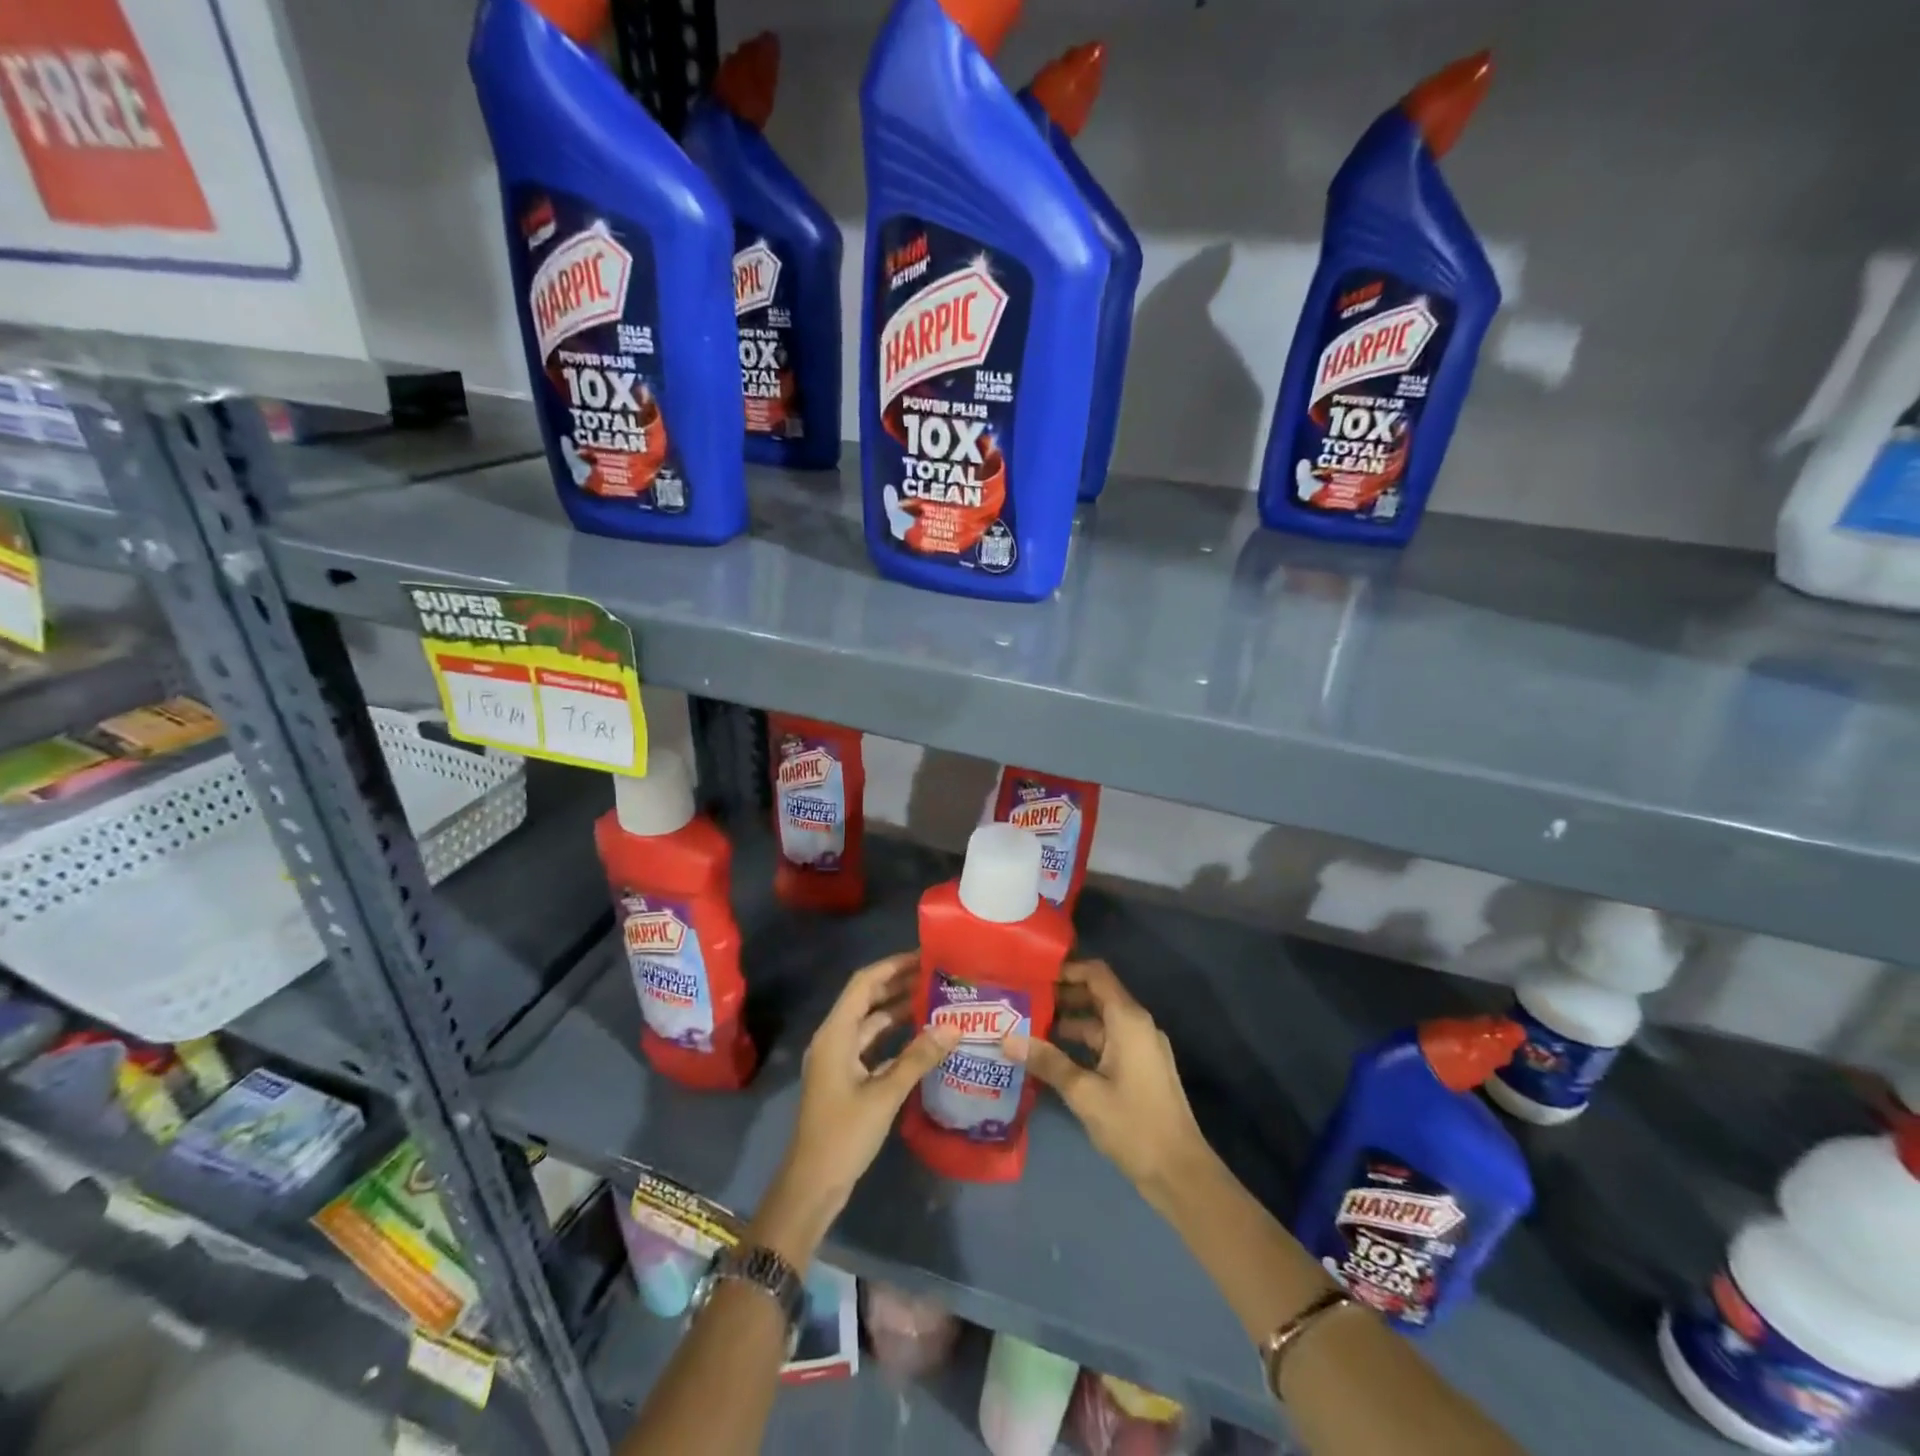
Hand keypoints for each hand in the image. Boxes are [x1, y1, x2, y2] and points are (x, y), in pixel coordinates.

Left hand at [755, 952, 957, 1264]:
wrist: (812, 1185)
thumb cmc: (843, 1134)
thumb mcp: (884, 1094)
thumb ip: (918, 1058)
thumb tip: (953, 1026)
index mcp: (835, 1033)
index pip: (864, 984)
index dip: (892, 966)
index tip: (924, 956)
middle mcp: (835, 1038)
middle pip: (867, 999)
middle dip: (899, 984)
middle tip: (937, 975)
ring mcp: (839, 1059)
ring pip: (871, 1023)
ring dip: (899, 1010)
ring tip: (936, 999)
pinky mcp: (847, 1078)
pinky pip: (873, 1046)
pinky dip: (895, 1038)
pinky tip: (923, 1038)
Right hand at [1008, 959, 1213, 1211]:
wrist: (1180, 1174)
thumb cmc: (1133, 1124)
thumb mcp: (1084, 1092)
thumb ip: (1047, 1061)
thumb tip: (1006, 1038)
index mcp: (1128, 1020)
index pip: (1096, 974)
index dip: (1067, 969)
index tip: (1034, 973)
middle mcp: (1137, 1025)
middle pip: (1097, 996)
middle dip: (1061, 997)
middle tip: (1023, 1001)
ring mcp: (1140, 1048)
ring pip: (1100, 1022)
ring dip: (1068, 1023)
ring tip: (1029, 1028)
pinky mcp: (1140, 1069)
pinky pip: (1107, 1043)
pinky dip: (1081, 1044)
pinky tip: (1053, 1058)